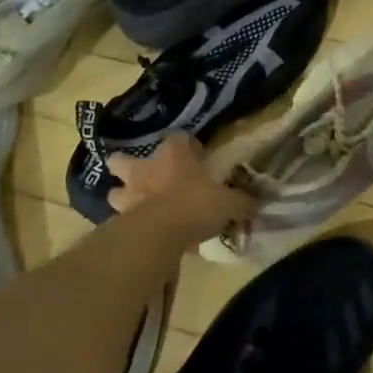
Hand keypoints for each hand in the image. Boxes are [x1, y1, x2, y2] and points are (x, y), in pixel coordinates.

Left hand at [106, 134, 251, 240]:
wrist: (160, 233)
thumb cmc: (196, 204)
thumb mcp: (228, 203)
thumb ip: (241, 202)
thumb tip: (257, 204)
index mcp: (174, 155)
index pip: (178, 138)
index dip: (187, 146)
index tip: (197, 157)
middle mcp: (146, 169)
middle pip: (123, 160)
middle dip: (129, 166)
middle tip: (146, 177)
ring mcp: (128, 195)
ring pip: (115, 191)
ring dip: (124, 197)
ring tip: (138, 207)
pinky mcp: (120, 221)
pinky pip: (121, 220)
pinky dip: (128, 225)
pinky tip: (143, 234)